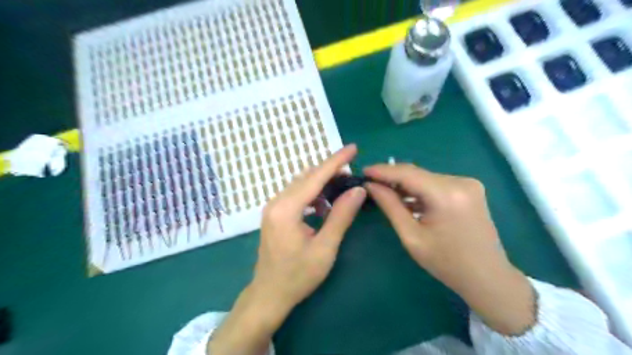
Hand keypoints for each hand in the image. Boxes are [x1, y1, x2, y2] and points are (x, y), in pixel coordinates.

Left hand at [208, 144, 365, 354]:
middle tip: (352, 171)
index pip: (315, 177)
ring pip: (301, 184)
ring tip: (342, 189)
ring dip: (322, 183)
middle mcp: (276, 202)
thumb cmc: (298, 276)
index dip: (336, 161)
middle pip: (307, 177)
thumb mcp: (325, 247)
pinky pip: (296, 195)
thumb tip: (358, 190)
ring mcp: (272, 207)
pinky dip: (312, 194)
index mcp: (287, 209)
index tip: (353, 148)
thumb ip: (341, 216)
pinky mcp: (274, 213)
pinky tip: (324, 206)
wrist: (269, 294)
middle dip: (330, 170)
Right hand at [363, 164, 534, 334]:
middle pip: (417, 173)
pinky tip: (405, 198)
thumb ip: (390, 206)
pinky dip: (419, 190)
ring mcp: (467, 183)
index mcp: (447, 194)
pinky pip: (436, 183)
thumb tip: (371, 186)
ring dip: (405, 184)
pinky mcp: (469, 188)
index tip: (363, 171)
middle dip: (392, 177)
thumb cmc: (446, 263)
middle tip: (370, 183)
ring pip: (425, 177)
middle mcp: (460, 181)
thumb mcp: (411, 236)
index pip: (407, 173)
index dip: (382, 171)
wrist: (487, 277)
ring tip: (384, 191)